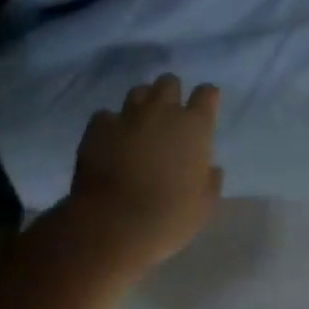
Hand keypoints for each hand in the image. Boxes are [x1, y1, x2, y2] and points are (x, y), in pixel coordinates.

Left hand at [65, 74, 223, 280]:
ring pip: (138, 92)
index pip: (207, 93)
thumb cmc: (168, 218)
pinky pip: (105, 115)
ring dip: (142, 104)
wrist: (112, 226)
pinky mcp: (98, 127)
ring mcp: (128, 116)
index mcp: (194, 126)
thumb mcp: (204, 206)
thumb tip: (210, 168)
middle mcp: (162, 111)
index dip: (206, 98)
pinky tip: (109, 141)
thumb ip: (210, 180)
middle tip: (169, 117)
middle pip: (169, 82)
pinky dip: (110, 125)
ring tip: (139, 125)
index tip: (204, 109)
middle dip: (171, 94)